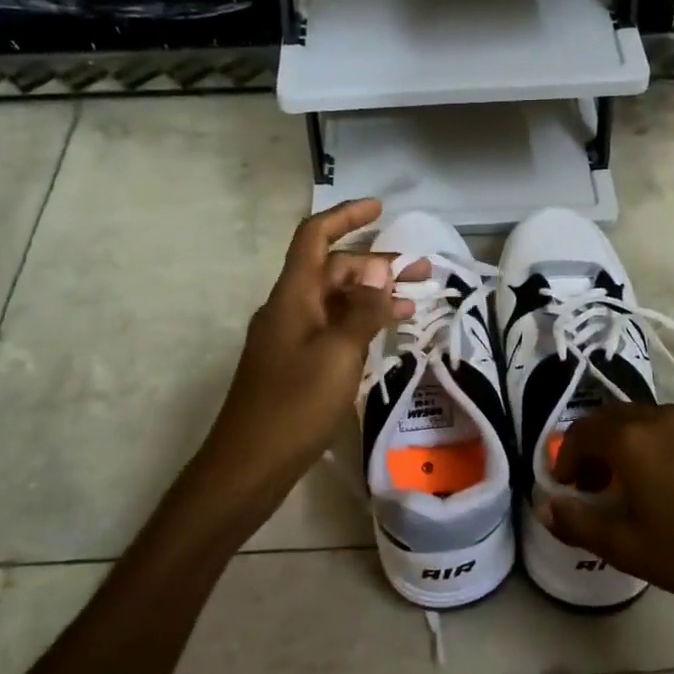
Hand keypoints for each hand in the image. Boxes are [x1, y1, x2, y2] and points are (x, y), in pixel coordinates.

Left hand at [189, 199, 422, 523]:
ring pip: (336, 303)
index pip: (315, 237)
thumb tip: (379, 273)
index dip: (345, 216)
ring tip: (415, 304)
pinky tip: (387, 337)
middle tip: (422, 273)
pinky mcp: (297, 365)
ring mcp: (291, 338)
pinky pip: (332, 330)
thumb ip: (363, 310)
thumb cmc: (295, 403)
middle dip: (376, 265)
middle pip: (333, 270)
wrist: (250, 464)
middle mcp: (290, 309)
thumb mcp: (338, 352)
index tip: (380, 209)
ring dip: (372, 297)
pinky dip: (360, 325)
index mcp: (293, 295)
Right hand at [542, 404, 673, 637]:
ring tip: (646, 480)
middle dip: (599, 445)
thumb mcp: (628, 548)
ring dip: (638, 443)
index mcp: (631, 440)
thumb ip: (578, 523)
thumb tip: (545, 505)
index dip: (567, 456)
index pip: (582, 432)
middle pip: (616, 418)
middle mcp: (663, 417)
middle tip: (599, 481)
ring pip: (656, 421)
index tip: (569, 484)